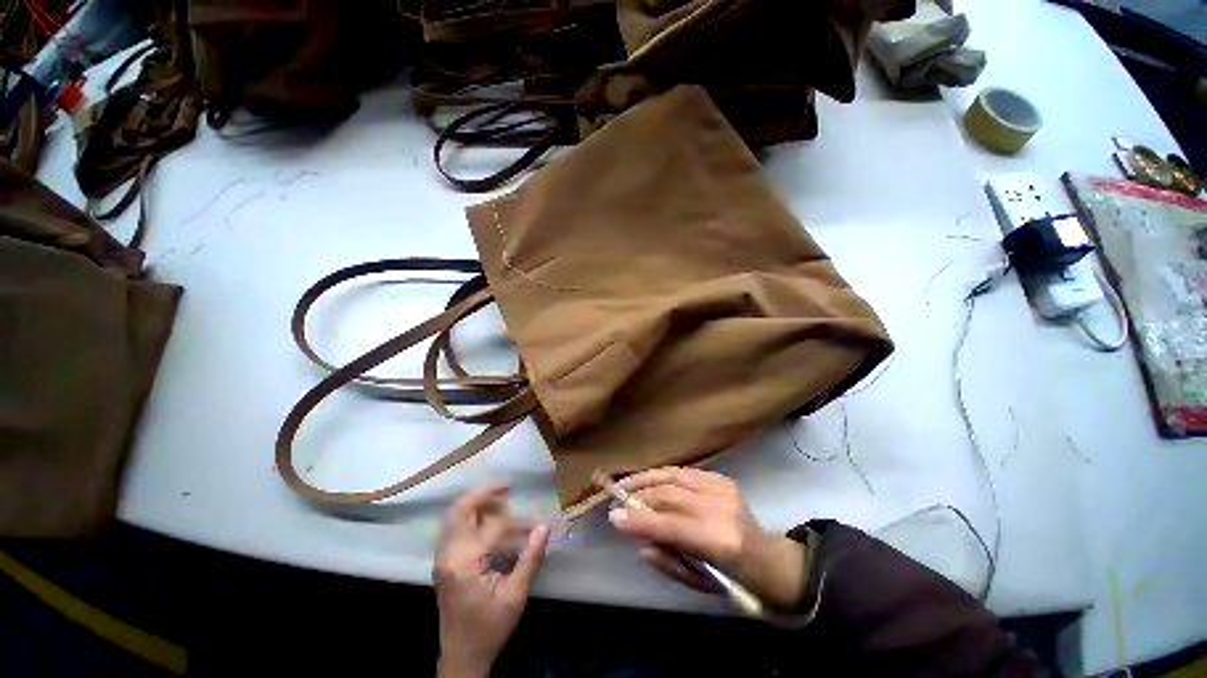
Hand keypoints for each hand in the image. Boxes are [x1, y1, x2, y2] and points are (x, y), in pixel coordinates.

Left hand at [434, 485, 549, 677]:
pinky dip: (471, 518)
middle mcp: (448, 555)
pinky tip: (490, 522)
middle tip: (507, 488)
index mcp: (465, 562)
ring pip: (454, 517)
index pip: (492, 526)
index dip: (516, 523)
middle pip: (460, 509)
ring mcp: (443, 558)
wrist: (461, 657)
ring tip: (502, 501)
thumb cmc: (489, 628)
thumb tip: (544, 527)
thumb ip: (529, 559)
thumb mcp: (514, 597)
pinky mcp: (444, 563)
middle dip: (484, 494)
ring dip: (478, 504)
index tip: (535, 525)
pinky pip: (454, 529)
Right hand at [608, 467, 806, 609]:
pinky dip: (662, 475)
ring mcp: (724, 488)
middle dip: (638, 495)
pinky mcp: (723, 478)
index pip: (671, 526)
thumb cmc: (734, 579)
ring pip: (674, 476)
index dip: (639, 519)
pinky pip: (684, 472)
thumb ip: (666, 559)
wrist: (770, 560)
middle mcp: (722, 508)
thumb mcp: (698, 580)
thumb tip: (638, 540)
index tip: (613, 517)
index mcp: (721, 542)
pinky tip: (648, 480)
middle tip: (615, 499)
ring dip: (646, 478)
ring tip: (625, 484)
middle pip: (670, 495)